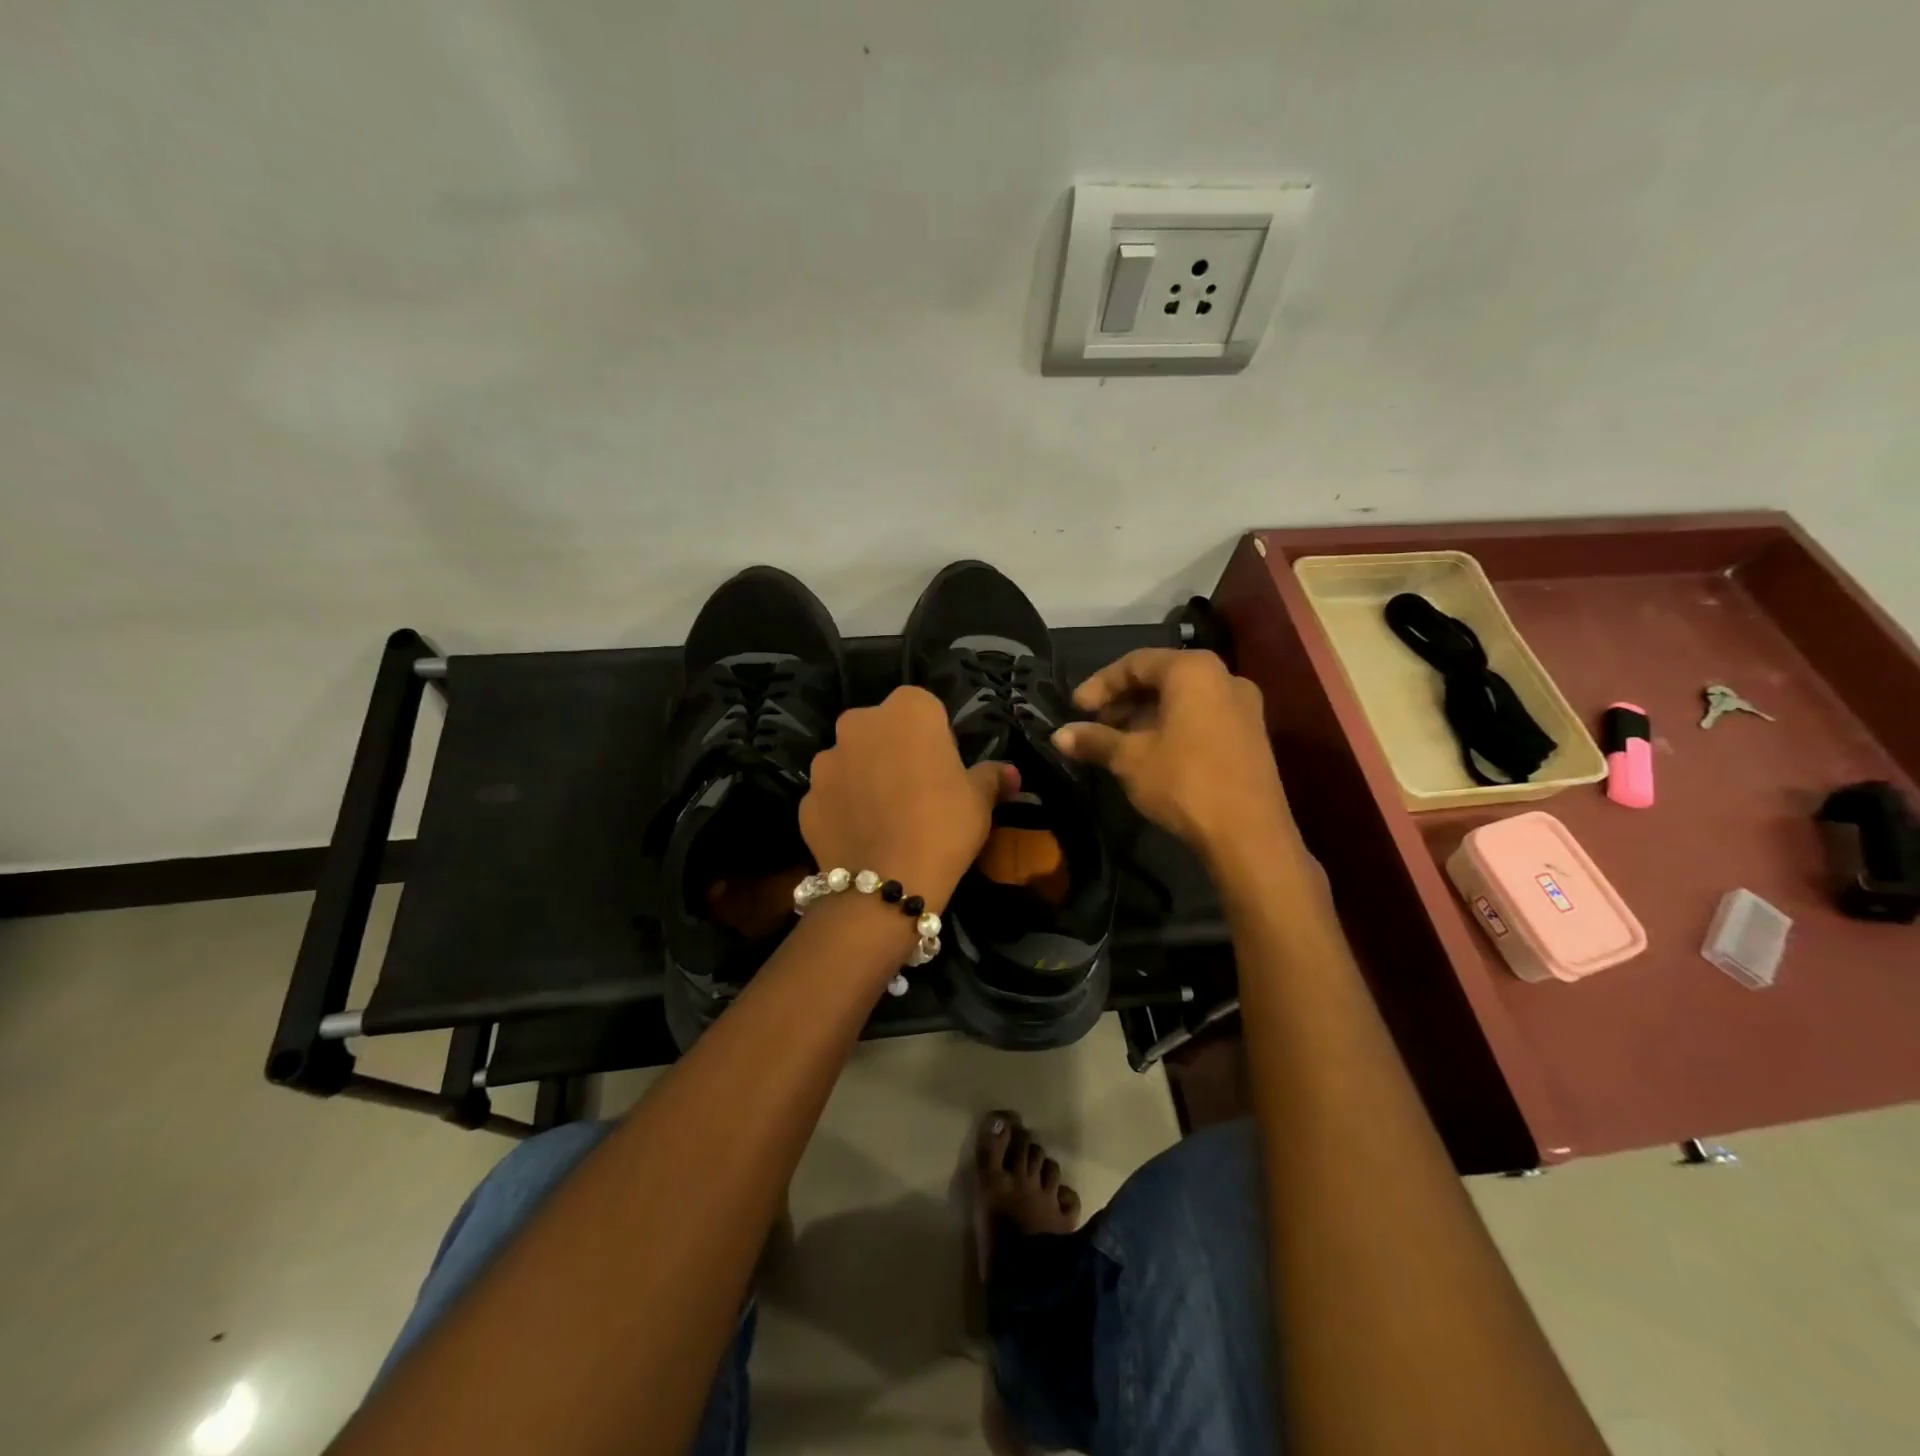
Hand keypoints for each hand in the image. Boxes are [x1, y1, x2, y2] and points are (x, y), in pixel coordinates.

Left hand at [801, 687, 1016, 910]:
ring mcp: (826, 761)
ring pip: (852, 761)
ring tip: (886, 817)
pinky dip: (844, 809)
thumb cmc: (944, 824)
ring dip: (865, 777)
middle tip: (917, 790)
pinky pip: (832, 797)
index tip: (945, 768)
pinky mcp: (806, 799)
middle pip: (882, 730)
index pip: (925, 708)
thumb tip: (1011, 773)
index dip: (937, 737)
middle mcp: (859, 723)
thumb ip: (992, 776)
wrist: (889, 882)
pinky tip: (863, 837)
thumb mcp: (980, 799)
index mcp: (907, 710)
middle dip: (895, 750)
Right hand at [1052, 649, 1296, 863]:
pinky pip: (1201, 717)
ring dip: (1144, 716)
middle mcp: (1224, 677)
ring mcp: (1243, 707)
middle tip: (1094, 725)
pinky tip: (1149, 754)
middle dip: (1123, 700)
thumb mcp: (1130, 759)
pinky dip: (1171, 727)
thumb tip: (1058, 735)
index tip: (1075, 709)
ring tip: (1116, 743)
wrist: (1249, 835)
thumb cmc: (1184, 781)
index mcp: (1193, 670)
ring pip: (1182, 699)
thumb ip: (1094, 740)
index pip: (1136, 662)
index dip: (1100, 684)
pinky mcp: (1250, 735)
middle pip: (1161, 678)